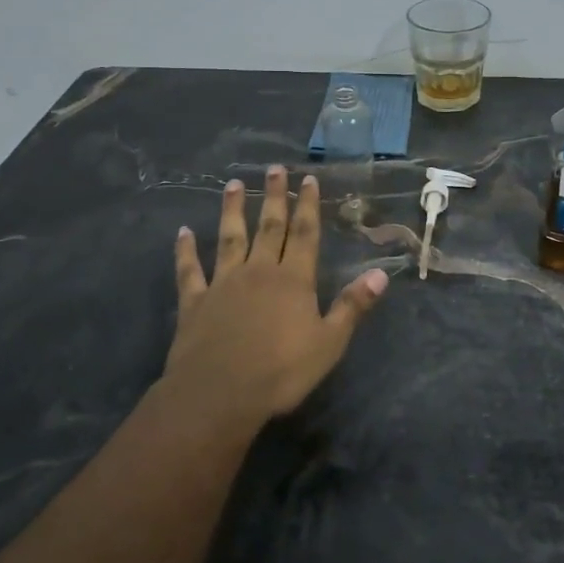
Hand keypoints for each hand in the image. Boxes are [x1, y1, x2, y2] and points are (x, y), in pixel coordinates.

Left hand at [166, 166, 388, 418]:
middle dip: (274, 197)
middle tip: (274, 169)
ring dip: (232, 211)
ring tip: (232, 184)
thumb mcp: (329, 343)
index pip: (305, 235)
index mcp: (294, 280)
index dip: (308, 206)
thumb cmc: (281, 372)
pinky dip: (186, 251)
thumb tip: (381, 274)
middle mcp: (259, 271)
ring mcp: (224, 283)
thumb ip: (353, 306)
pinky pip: (190, 270)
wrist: (219, 393)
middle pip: (269, 227)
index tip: (307, 179)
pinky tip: (183, 233)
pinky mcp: (195, 301)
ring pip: (230, 238)